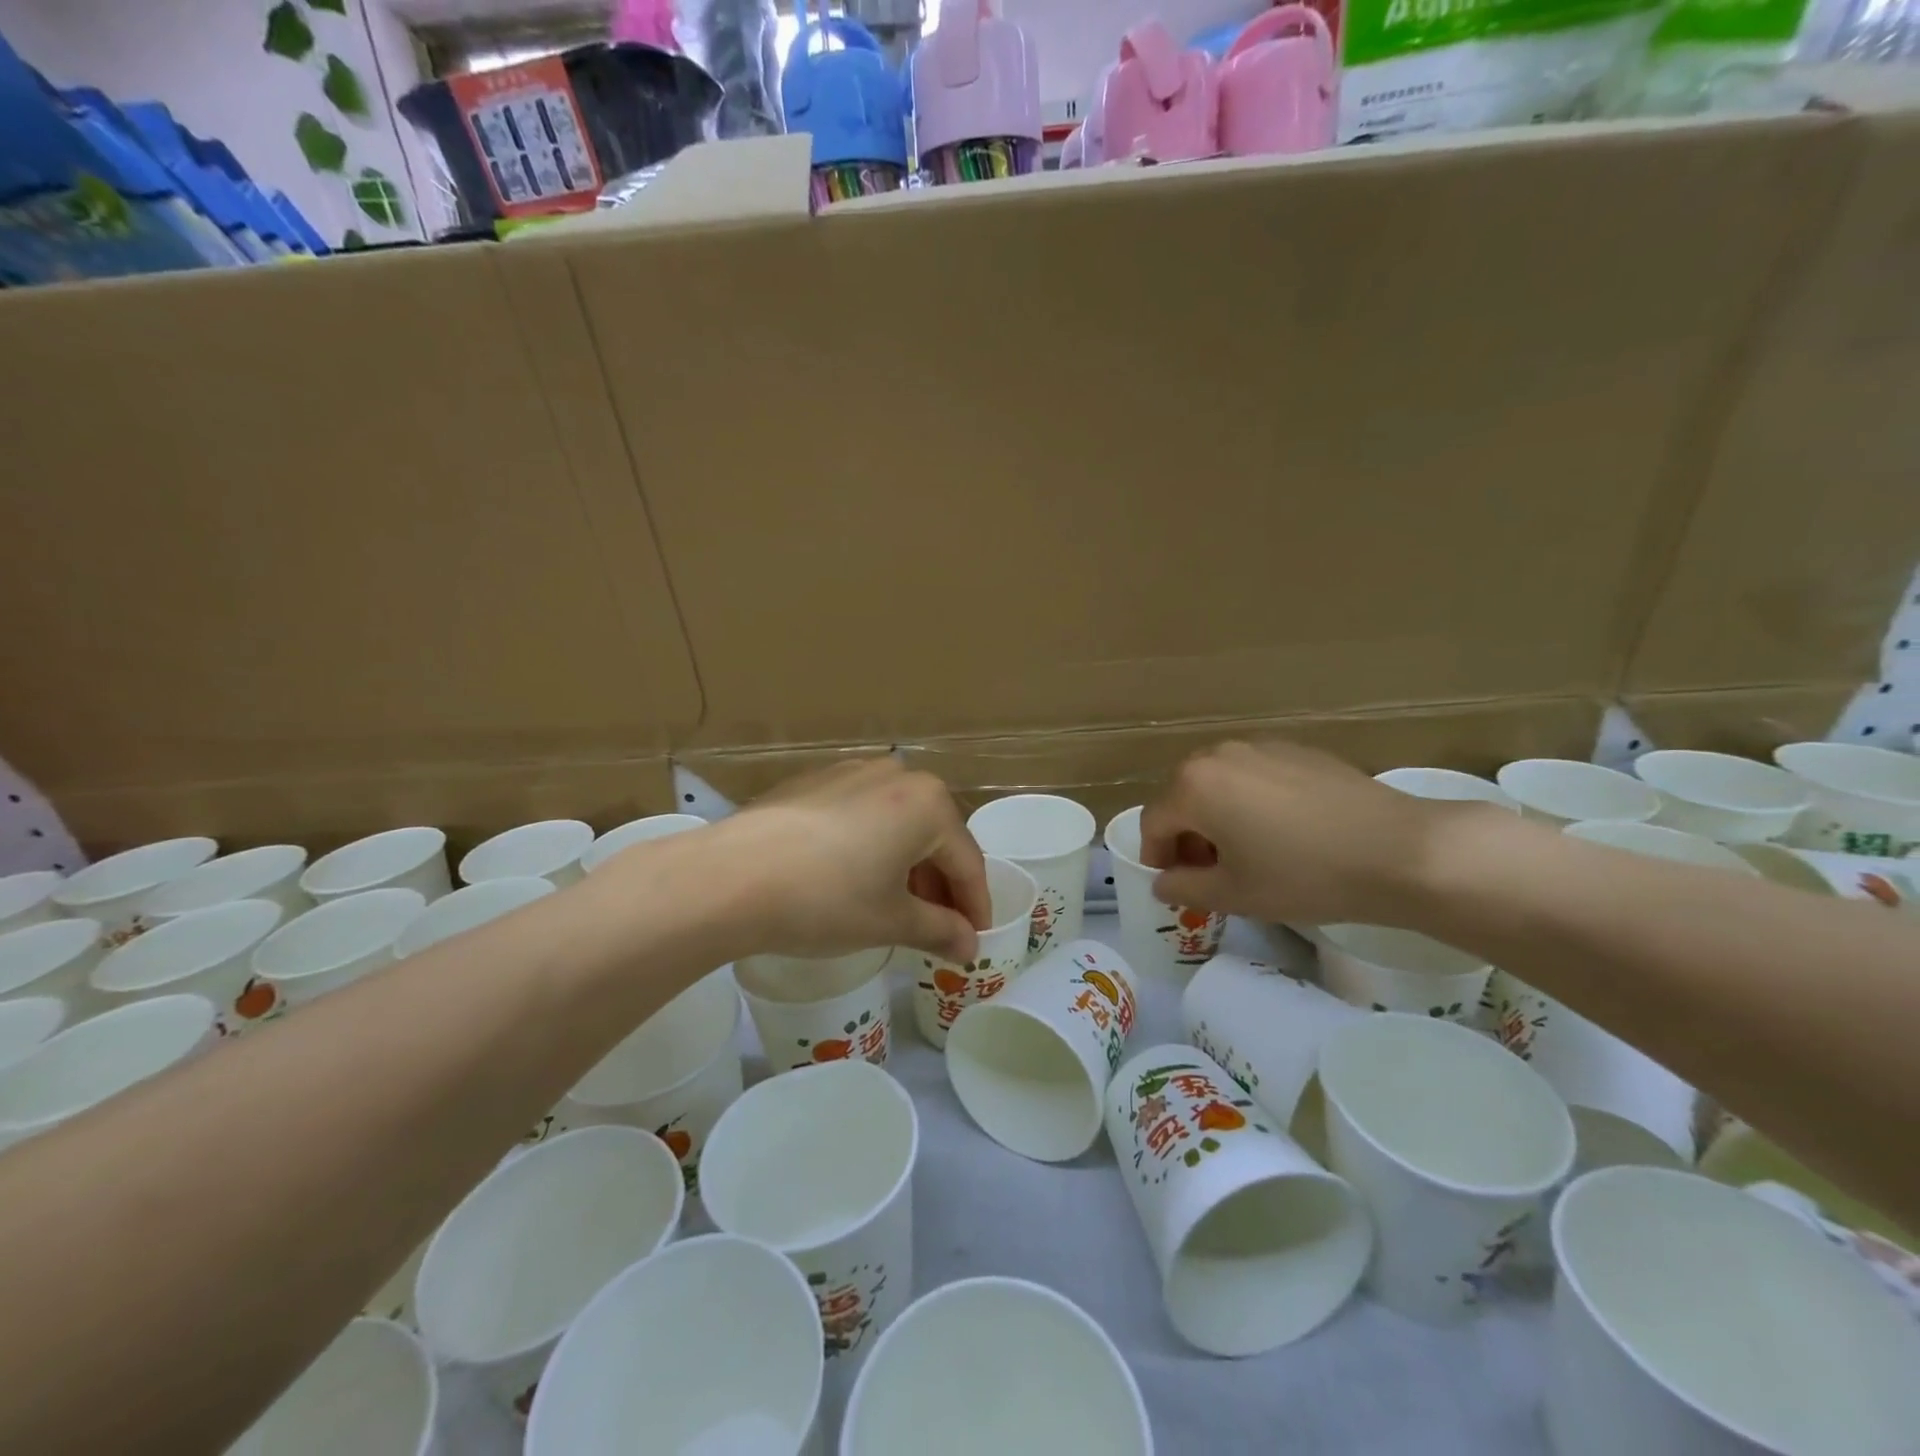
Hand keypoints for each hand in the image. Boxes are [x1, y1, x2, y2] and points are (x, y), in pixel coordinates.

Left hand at [701, 757, 990, 962]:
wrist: (730, 876)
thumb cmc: (826, 899)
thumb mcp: (890, 921)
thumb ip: (939, 930)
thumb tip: (969, 947)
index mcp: (928, 803)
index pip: (967, 861)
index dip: (974, 905)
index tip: (974, 939)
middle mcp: (897, 774)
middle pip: (934, 835)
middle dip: (940, 884)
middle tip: (938, 927)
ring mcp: (852, 771)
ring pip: (898, 822)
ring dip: (907, 864)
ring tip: (896, 906)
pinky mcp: (815, 781)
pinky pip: (863, 814)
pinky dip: (872, 846)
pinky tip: (854, 877)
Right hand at [1139, 740, 1471, 926]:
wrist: (1399, 851)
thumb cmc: (1304, 876)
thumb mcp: (1235, 894)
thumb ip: (1184, 888)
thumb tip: (1164, 882)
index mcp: (1193, 786)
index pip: (1154, 823)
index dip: (1156, 858)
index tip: (1174, 885)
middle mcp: (1218, 755)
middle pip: (1183, 797)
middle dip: (1187, 836)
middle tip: (1210, 872)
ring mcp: (1260, 746)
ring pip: (1219, 783)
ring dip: (1217, 817)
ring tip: (1247, 852)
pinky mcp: (1297, 749)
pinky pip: (1254, 775)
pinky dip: (1251, 801)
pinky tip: (1284, 832)